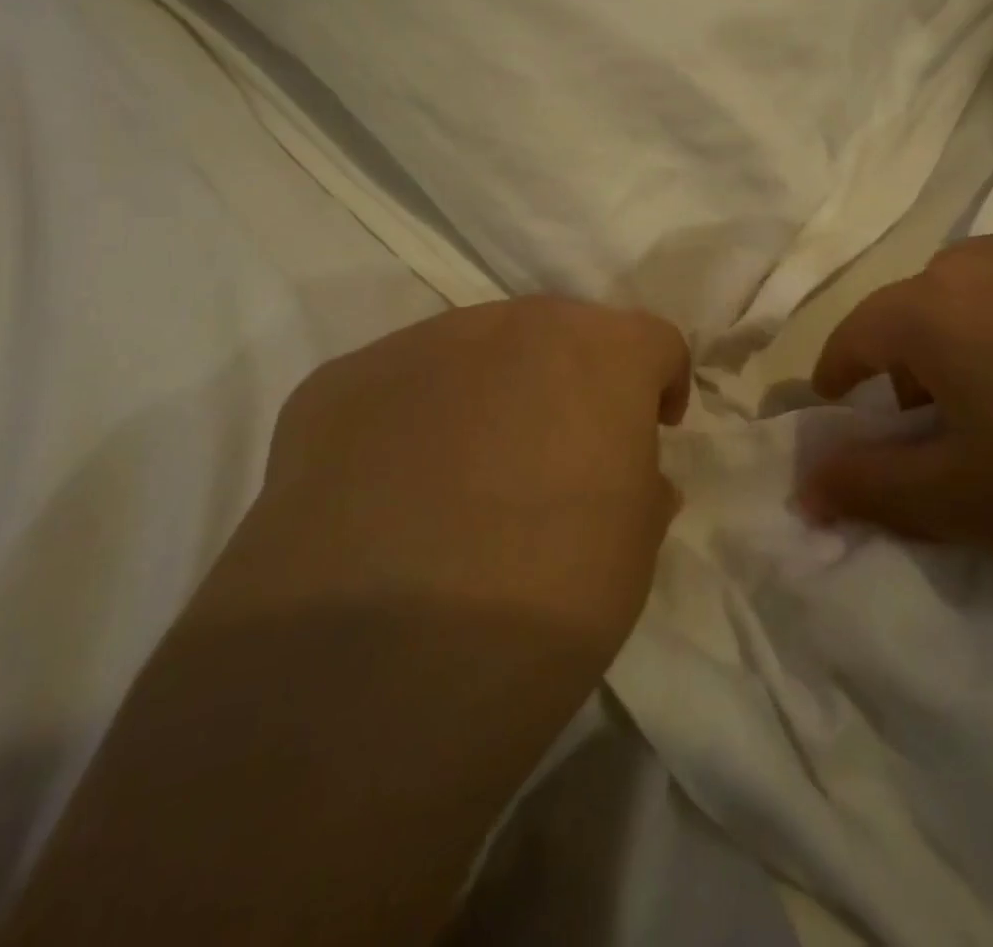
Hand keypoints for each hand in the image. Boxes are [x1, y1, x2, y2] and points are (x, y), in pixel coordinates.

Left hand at [0, 299, 692, 946]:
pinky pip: (396, 387)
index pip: (652, 339)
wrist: (369, 669)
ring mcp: (413, 346)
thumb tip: (630, 478)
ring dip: (491, 395)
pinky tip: (390, 496)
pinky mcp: (334, 385)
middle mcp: (510, 323)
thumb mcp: (633, 553)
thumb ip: (641, 488)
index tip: (650, 434)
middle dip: (573, 382)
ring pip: (475, 351)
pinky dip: (410, 422)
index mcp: (600, 351)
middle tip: (560, 458)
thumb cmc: (544, 602)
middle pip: (560, 333)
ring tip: (468, 479)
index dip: (658, 385)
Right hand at [802, 225, 992, 611]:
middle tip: (937, 428)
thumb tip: (803, 487)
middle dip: (907, 363)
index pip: (856, 333)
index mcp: (938, 304)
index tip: (840, 414)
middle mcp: (991, 257)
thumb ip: (867, 489)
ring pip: (981, 290)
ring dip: (967, 337)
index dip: (838, 377)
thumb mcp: (964, 503)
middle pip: (918, 306)